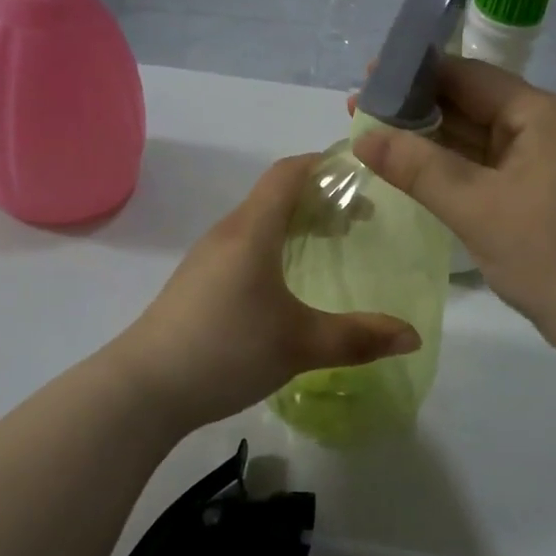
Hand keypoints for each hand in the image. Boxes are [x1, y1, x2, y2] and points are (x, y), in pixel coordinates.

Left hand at [113, 155, 421, 432]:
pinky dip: (278, 246)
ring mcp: (209, 259)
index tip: (364, 175)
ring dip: (299, 223)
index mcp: (252, 230)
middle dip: (322, 198)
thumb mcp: (301, 344)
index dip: (326, 165)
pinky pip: (247, 246)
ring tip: (334, 246)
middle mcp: (228, 233)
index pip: (289, 173)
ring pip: (261, 222)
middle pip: (278, 195)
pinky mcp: (199, 283)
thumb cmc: (225, 350)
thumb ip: (359, 337)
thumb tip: (413, 336)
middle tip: (362, 220)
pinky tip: (291, 283)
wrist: (142, 390)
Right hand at [352, 58, 555, 352]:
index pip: (469, 77)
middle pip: (473, 104)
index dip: (415, 75)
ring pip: (478, 137)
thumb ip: (417, 167)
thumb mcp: (475, 207)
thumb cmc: (545, 252)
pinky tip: (415, 166)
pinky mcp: (539, 189)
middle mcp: (546, 125)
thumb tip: (363, 136)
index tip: (367, 77)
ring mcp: (544, 159)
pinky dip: (453, 165)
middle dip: (418, 108)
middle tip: (360, 110)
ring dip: (432, 138)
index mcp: (540, 113)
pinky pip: (488, 165)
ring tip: (376, 135)